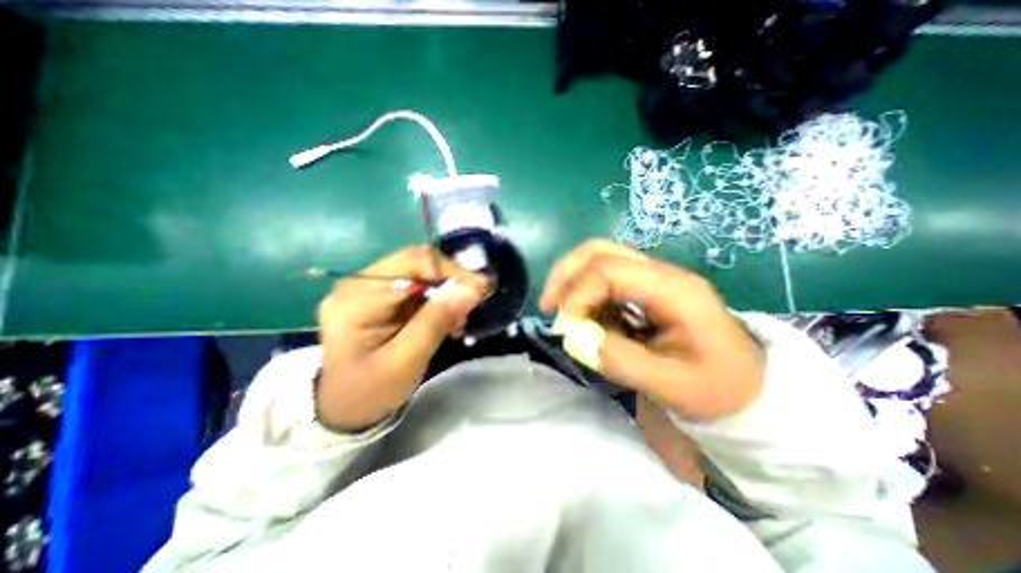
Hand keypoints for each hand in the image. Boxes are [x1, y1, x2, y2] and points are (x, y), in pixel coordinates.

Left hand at [319, 244, 488, 429]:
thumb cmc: (370, 390)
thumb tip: (472, 289)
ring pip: (420, 273)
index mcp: (357, 297)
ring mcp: (368, 287)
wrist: (345, 408)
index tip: (481, 288)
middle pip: (417, 262)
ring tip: (458, 322)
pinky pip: (417, 286)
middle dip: (451, 281)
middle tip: (471, 306)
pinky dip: (438, 300)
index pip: (412, 262)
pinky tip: (446, 320)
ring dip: (446, 293)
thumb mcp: (406, 360)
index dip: (451, 270)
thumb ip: (437, 321)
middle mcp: (359, 282)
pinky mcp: (380, 296)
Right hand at [542, 240, 765, 423]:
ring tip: (566, 315)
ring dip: (573, 283)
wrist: (749, 386)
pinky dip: (587, 297)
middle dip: (565, 274)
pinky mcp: (645, 291)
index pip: (608, 271)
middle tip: (548, 305)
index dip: (578, 295)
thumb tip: (576, 338)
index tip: (566, 327)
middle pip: (599, 251)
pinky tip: (589, 321)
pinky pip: (605, 281)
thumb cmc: (718, 388)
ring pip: (599, 260)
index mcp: (673, 290)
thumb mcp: (671, 385)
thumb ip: (620, 360)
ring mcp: (653, 279)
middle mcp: (661, 274)